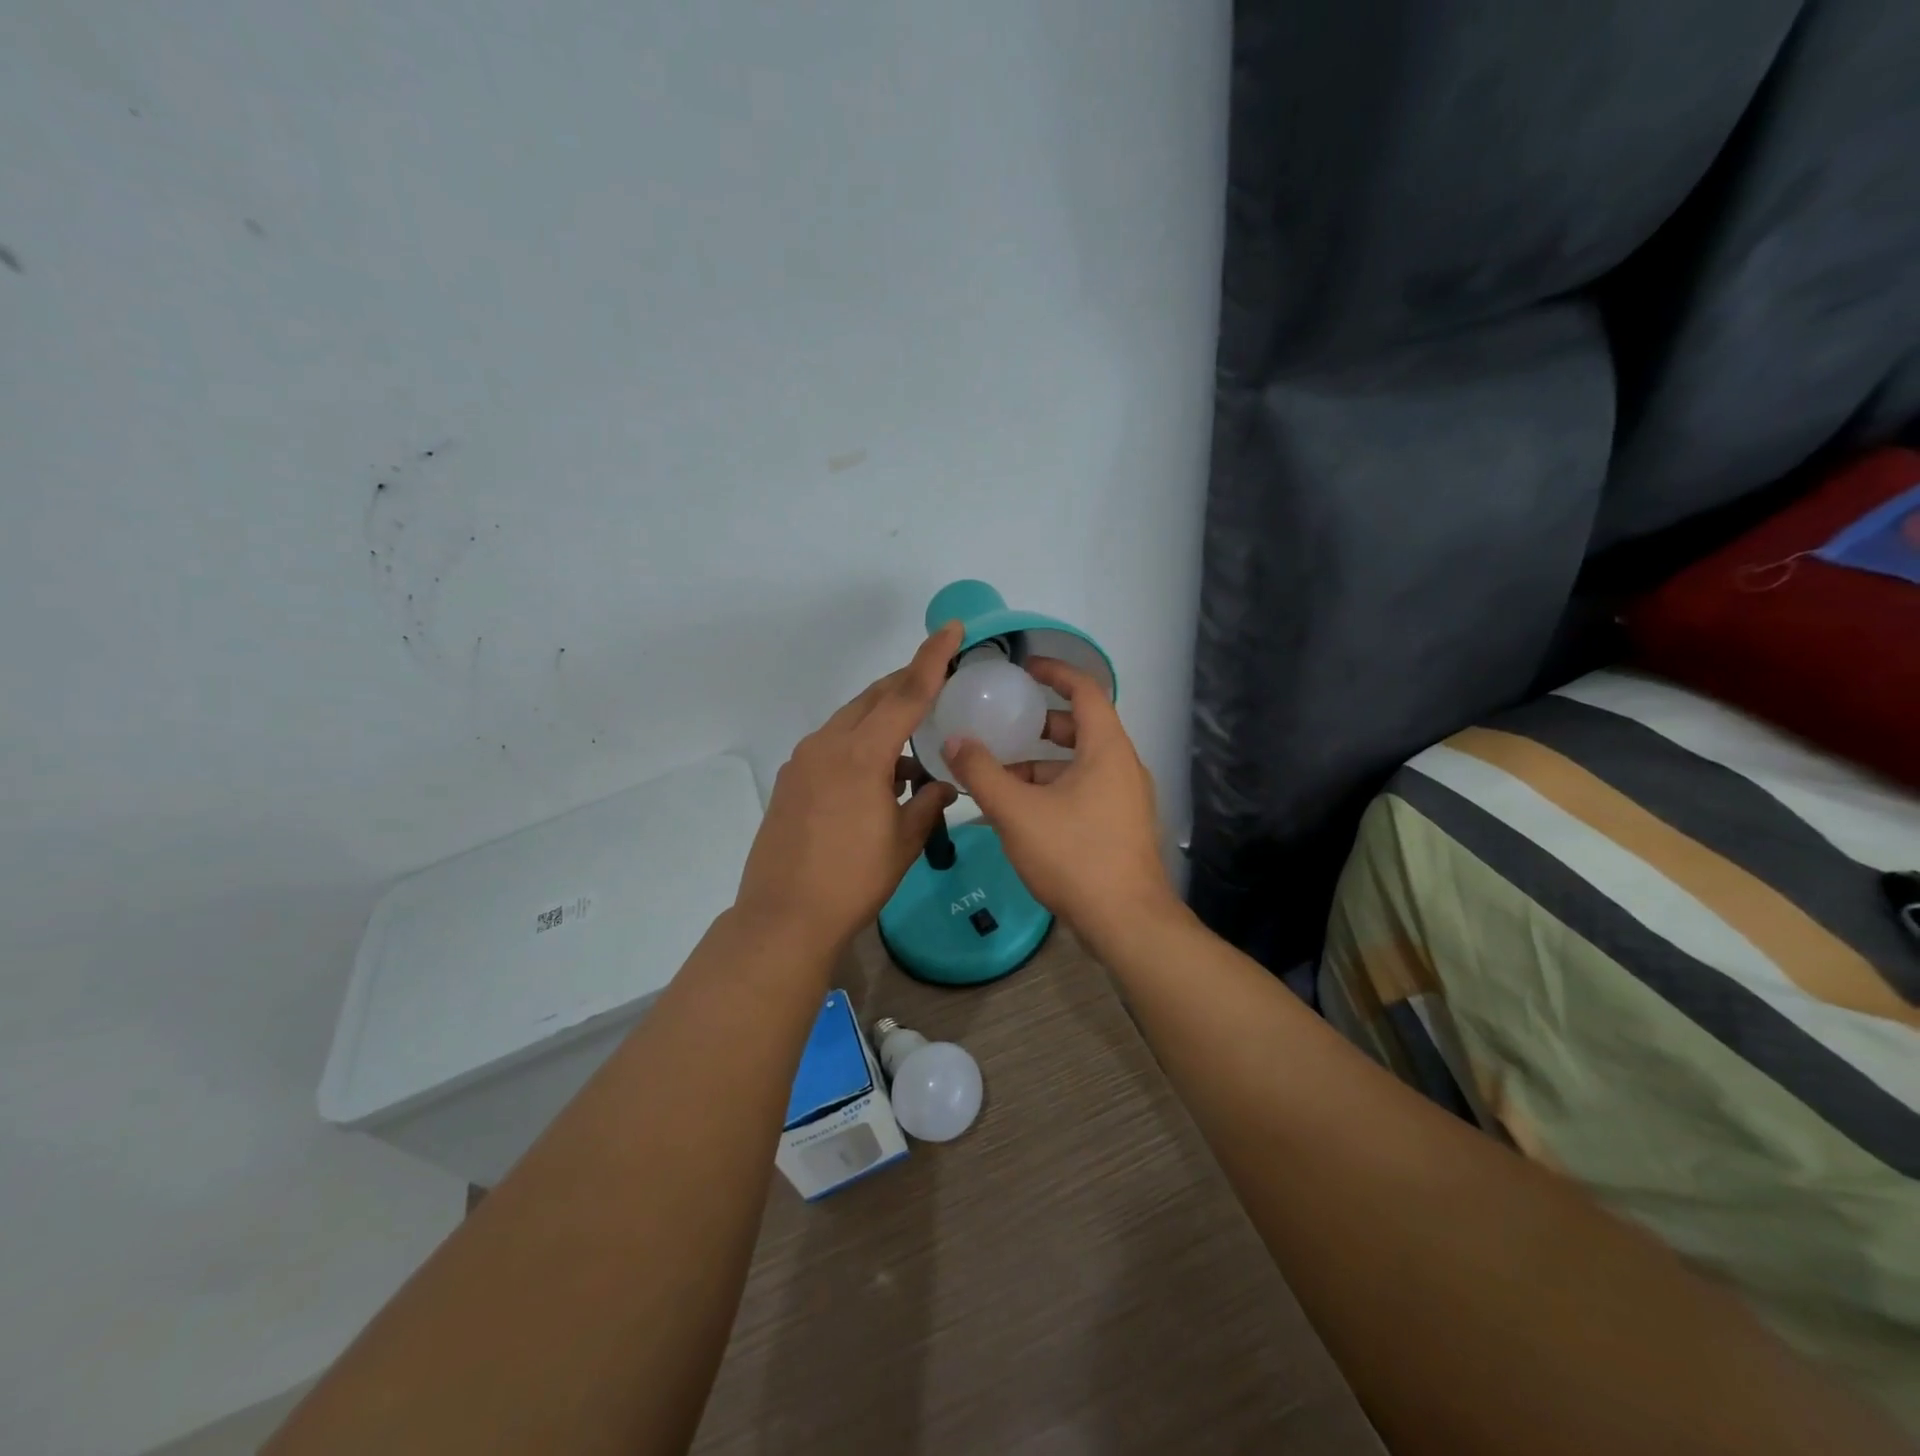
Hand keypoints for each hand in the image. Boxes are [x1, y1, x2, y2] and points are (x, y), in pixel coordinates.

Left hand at [734, 624, 962, 953]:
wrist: (784, 916)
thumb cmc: (854, 880)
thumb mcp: (903, 842)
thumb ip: (928, 803)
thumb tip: (944, 785)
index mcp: (862, 754)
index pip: (906, 694)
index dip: (932, 659)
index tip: (951, 628)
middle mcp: (828, 745)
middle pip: (874, 698)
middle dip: (907, 684)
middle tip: (938, 682)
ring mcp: (804, 760)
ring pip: (851, 720)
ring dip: (883, 721)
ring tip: (912, 749)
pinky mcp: (791, 778)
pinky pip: (833, 744)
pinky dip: (860, 745)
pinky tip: (878, 776)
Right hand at [943, 659, 1181, 953]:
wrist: (1126, 923)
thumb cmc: (1074, 856)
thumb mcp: (1017, 812)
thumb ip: (982, 773)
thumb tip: (954, 740)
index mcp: (1107, 749)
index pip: (1086, 690)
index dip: (1055, 671)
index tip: (1024, 668)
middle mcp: (1122, 767)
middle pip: (1080, 728)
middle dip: (1039, 724)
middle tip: (1002, 725)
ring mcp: (1125, 799)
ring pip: (1079, 766)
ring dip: (1040, 765)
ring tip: (997, 777)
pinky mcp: (1119, 827)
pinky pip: (1083, 792)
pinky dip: (1051, 792)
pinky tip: (1018, 815)